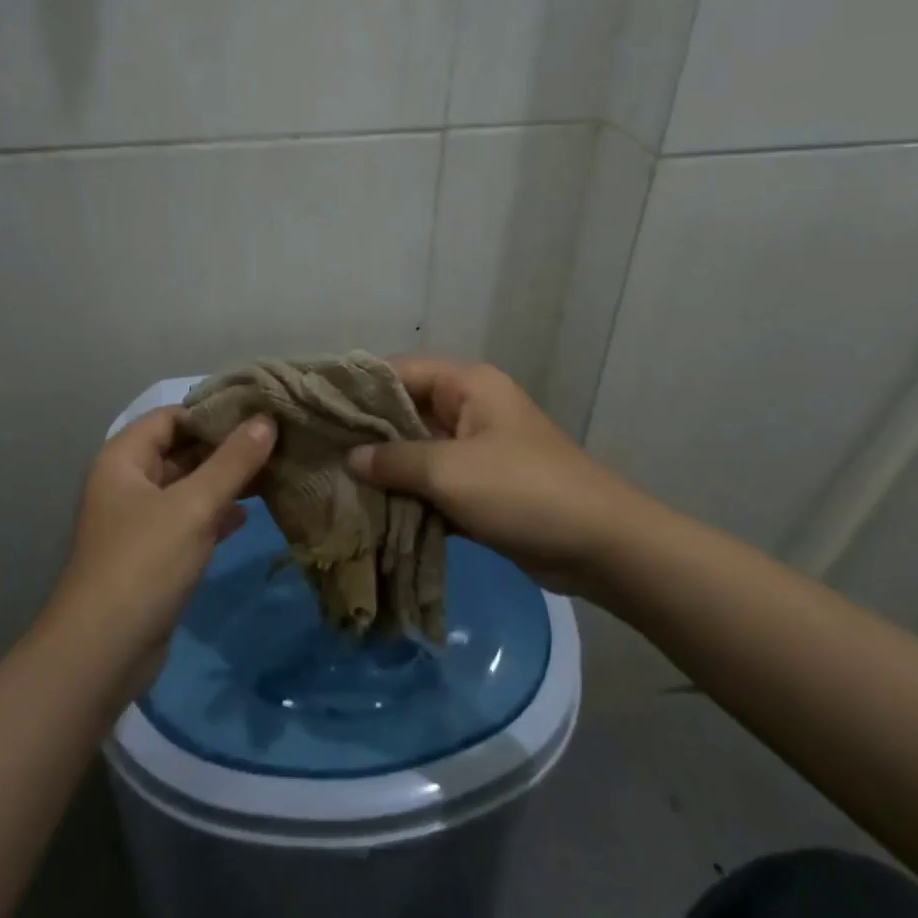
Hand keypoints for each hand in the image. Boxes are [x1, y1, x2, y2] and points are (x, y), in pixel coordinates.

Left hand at [49, 406, 274, 671]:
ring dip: (223, 481)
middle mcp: (127, 482)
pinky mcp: (151, 554)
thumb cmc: (144, 564)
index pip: (171, 416)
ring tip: (272, 472)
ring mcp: (138, 520)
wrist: (102, 652)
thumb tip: (266, 419)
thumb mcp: (193, 507)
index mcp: (123, 459)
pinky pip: (187, 520)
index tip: (257, 412)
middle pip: (179, 450)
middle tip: (275, 441)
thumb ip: (232, 462)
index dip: (211, 412)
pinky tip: (247, 515)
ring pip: (187, 487)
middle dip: (224, 448)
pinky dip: (214, 514)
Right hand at [346, 356, 666, 594]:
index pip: (399, 371)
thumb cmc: (523, 491)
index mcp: (467, 386)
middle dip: (365, 432)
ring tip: (334, 481)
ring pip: (417, 450)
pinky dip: (407, 494)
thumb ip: (395, 461)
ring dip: (385, 468)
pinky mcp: (481, 487)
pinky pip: (433, 481)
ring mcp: (476, 449)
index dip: (358, 387)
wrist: (601, 546)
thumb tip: (350, 459)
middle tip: (317, 449)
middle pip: (405, 410)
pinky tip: (369, 509)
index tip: (316, 407)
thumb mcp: (451, 471)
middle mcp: (469, 408)